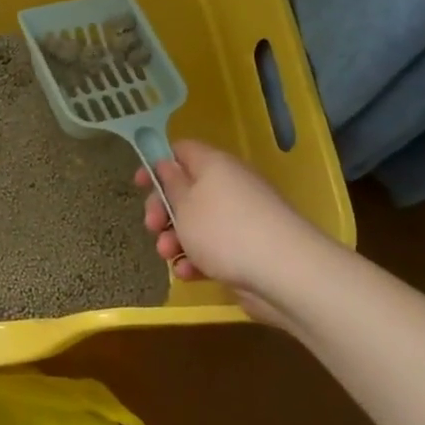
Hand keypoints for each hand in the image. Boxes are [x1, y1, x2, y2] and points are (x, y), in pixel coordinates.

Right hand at [135, 139, 328, 322]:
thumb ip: (169, 182)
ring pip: (197, 222)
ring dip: (176, 238)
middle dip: (163, 210)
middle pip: (186, 189)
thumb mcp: (184, 204)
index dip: (157, 164)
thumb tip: (166, 164)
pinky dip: (198, 258)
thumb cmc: (224, 231)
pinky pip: (214, 247)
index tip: (140, 185)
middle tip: (152, 226)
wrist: (285, 274)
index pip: (181, 150)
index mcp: (213, 165)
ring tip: (168, 255)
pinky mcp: (248, 248)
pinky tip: (189, 274)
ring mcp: (241, 218)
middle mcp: (229, 185)